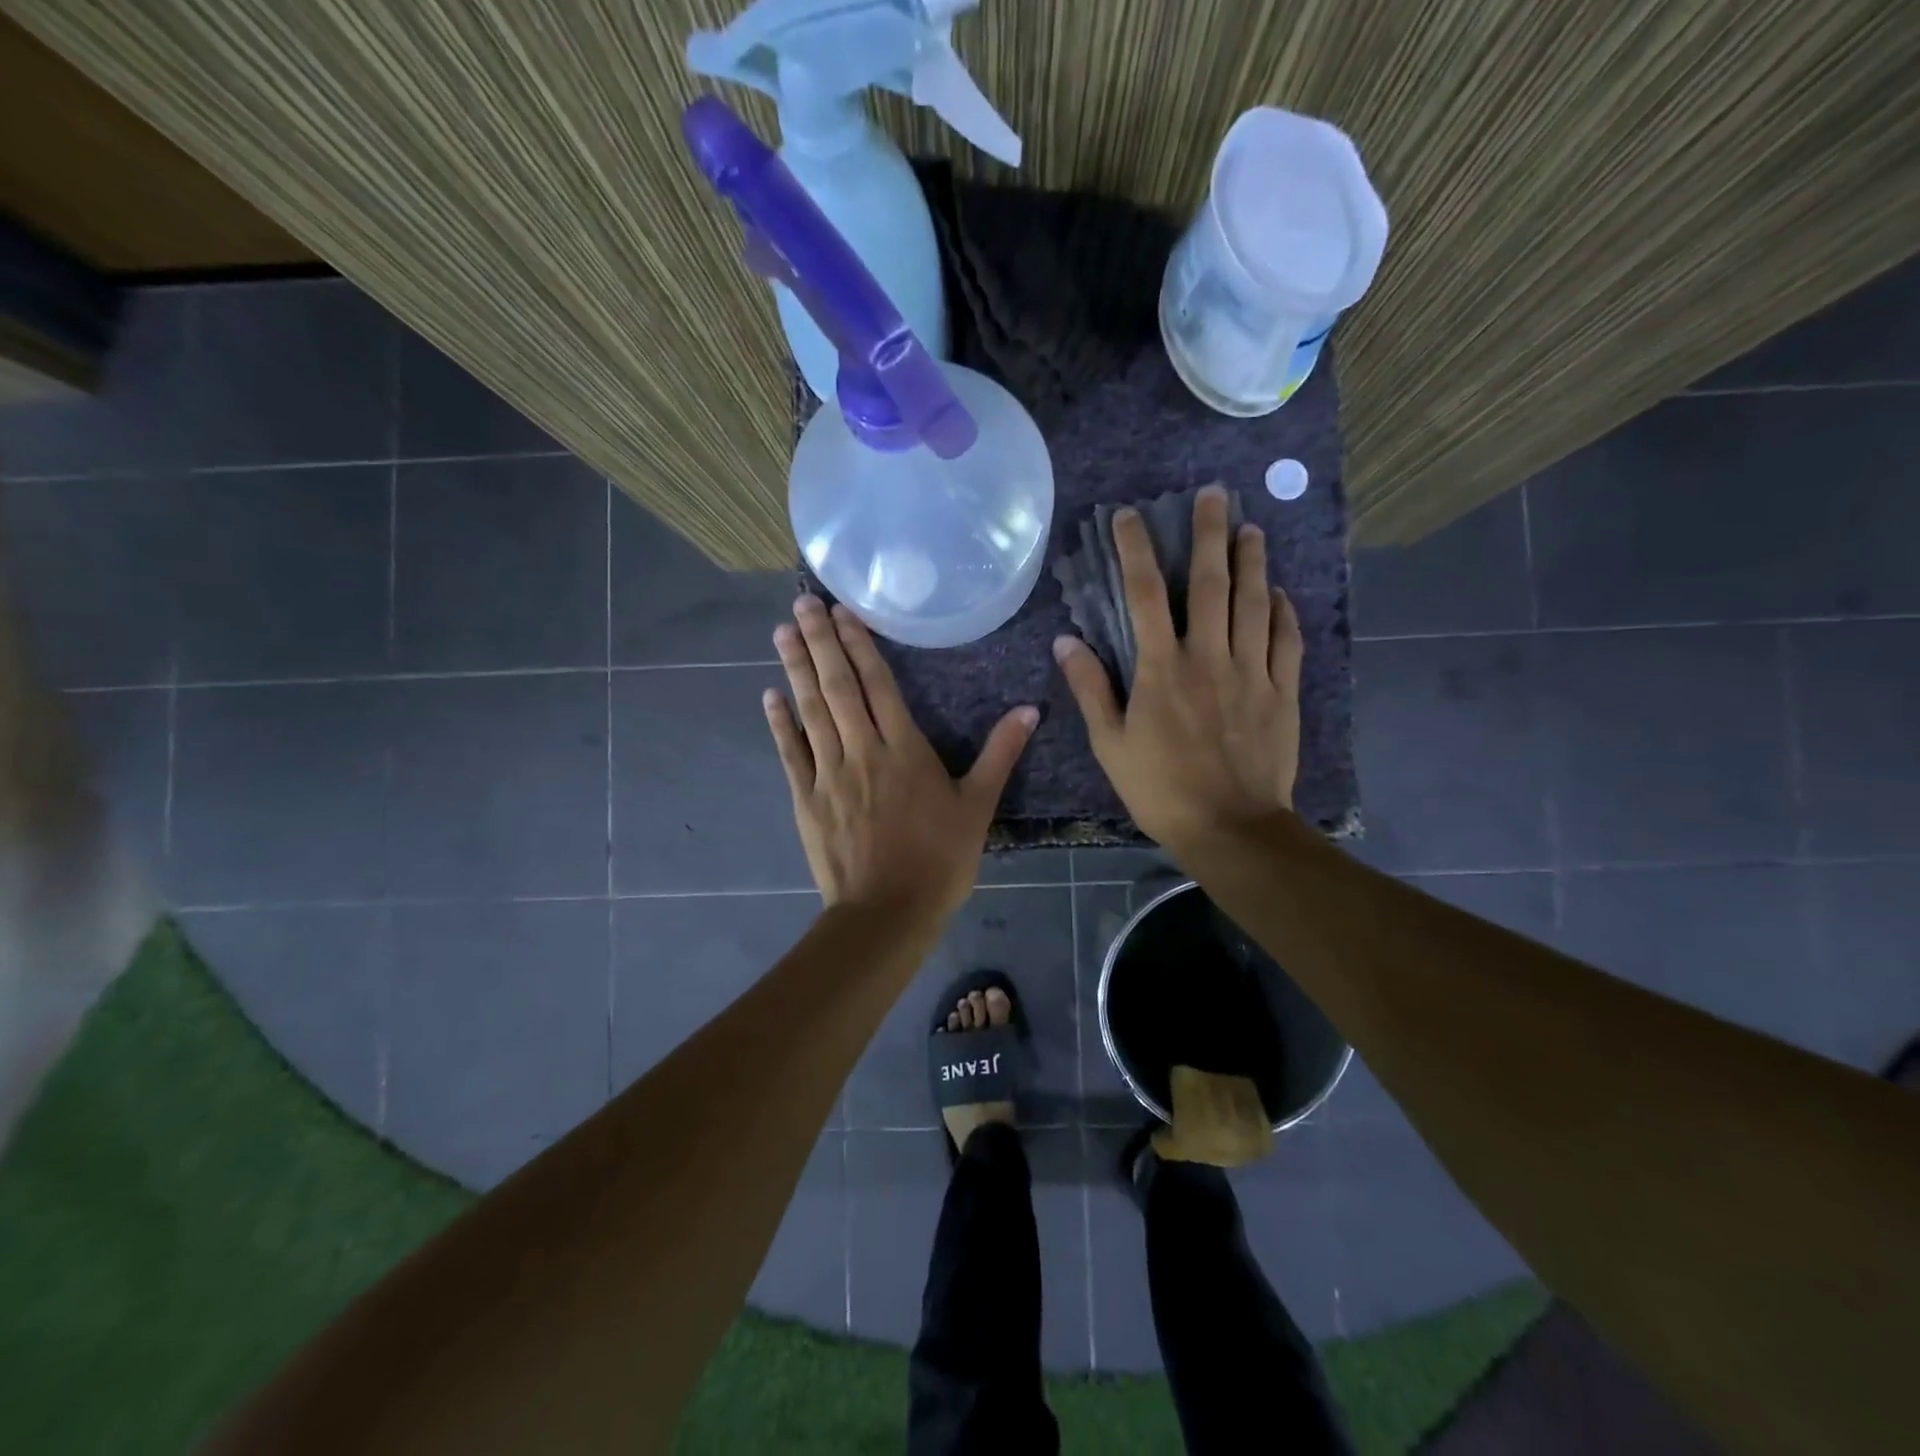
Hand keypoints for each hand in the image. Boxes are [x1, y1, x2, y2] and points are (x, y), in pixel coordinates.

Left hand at [766, 595, 1037, 918]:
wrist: (888, 912)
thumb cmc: (939, 859)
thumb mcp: (978, 807)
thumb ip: (1000, 755)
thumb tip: (1029, 710)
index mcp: (904, 749)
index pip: (878, 685)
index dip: (859, 645)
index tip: (842, 611)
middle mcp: (863, 751)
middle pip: (838, 687)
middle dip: (820, 642)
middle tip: (801, 603)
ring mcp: (830, 774)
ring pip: (810, 712)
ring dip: (795, 669)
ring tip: (781, 631)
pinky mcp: (807, 799)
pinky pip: (791, 753)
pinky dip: (780, 723)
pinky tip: (770, 694)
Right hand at [1053, 485, 1302, 856]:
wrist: (1231, 827)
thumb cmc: (1160, 789)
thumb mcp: (1111, 745)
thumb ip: (1091, 689)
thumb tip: (1066, 641)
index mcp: (1162, 668)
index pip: (1145, 595)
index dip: (1136, 550)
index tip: (1130, 516)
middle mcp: (1209, 657)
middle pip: (1211, 583)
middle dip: (1210, 533)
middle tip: (1215, 494)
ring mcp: (1252, 671)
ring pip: (1255, 602)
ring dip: (1252, 560)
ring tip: (1251, 527)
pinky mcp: (1282, 692)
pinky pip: (1286, 640)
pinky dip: (1284, 611)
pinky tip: (1281, 592)